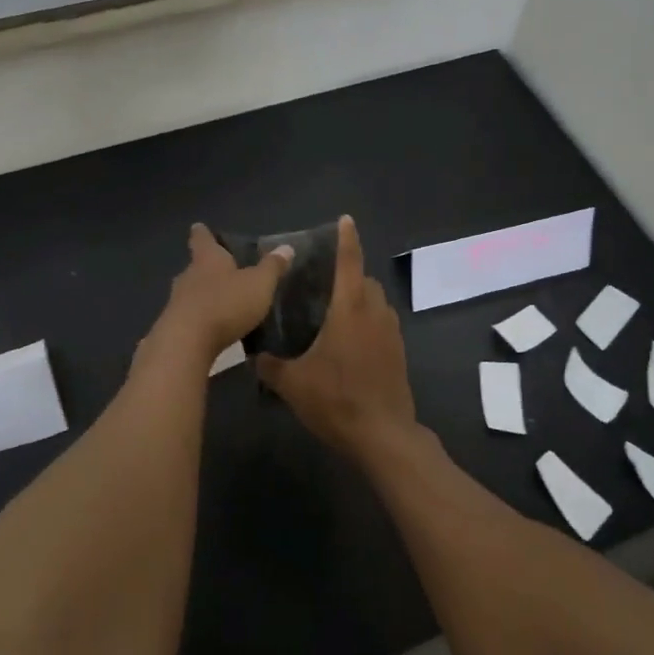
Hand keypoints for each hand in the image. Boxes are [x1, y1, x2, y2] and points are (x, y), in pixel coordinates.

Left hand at [145, 224, 294, 367]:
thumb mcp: (259, 284)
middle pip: (196, 266)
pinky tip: (213, 329)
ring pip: (191, 292)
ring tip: (223, 302)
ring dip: (205, 296)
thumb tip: (286, 247)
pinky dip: (201, 319)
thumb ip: (272, 267)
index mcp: (208, 259)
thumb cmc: (225, 304)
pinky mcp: (173, 327)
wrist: (187, 343)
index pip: (202, 239)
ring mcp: (177, 301)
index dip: (203, 233)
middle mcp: (188, 275)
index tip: (199, 228)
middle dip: (208, 269)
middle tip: (224, 271)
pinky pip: (190, 317)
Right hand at [256, 217, 420, 460]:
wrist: (383, 435)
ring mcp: (391, 332)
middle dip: (348, 275)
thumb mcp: (293, 384)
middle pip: (365, 280)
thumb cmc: (337, 400)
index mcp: (350, 309)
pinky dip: (368, 321)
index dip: (346, 238)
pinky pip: (383, 324)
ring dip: (360, 299)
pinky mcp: (399, 352)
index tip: (345, 219)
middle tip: (322, 283)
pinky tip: (349, 343)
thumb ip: (271, 366)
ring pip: (377, 302)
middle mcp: (375, 312)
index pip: (349, 262)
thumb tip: (254, 357)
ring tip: (334, 312)